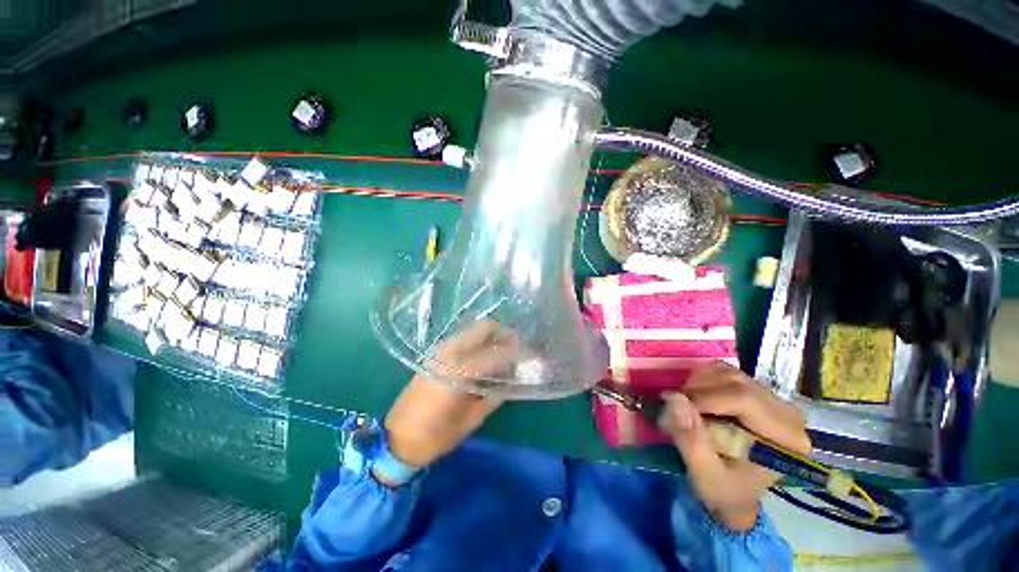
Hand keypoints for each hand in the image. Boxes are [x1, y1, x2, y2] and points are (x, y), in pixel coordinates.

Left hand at [381, 321, 521, 477]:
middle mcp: (449, 353)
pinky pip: (462, 339)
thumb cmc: (435, 436)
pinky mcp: (434, 354)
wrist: (395, 439)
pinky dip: (478, 341)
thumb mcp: (471, 420)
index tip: (529, 355)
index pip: (496, 354)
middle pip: (483, 328)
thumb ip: (494, 396)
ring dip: (491, 335)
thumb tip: (512, 380)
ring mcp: (440, 351)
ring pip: (472, 330)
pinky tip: (485, 355)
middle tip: (517, 345)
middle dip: (504, 333)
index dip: (516, 353)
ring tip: (504, 350)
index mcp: (459, 372)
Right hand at [661, 361, 810, 531]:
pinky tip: (695, 398)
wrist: (734, 492)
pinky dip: (701, 380)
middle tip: (675, 409)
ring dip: (697, 385)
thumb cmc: (724, 490)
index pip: (744, 399)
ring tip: (685, 406)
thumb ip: (691, 440)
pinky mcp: (755, 391)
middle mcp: (787, 413)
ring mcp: (772, 399)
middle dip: (697, 391)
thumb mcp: (705, 475)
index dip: (703, 398)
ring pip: (727, 373)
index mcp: (787, 438)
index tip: (674, 410)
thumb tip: (673, 398)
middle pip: (735, 382)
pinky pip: (723, 372)